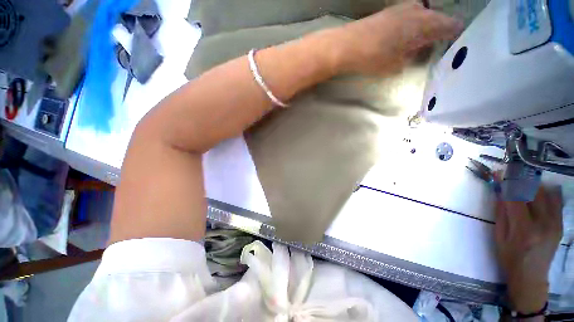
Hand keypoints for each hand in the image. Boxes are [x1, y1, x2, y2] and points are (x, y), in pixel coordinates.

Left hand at [329, 2, 462, 74]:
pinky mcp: (391, 10)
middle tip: (434, 47)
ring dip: (424, 29)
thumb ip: (413, 56)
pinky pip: (410, 16)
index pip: (452, 25)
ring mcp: (404, 7)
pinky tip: (404, 37)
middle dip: (439, 32)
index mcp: (427, 23)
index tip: (454, 46)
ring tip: (418, 44)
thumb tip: (419, 50)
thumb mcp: (398, 65)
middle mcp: (420, 9)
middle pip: (438, 19)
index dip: (455, 36)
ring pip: (423, 16)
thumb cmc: (375, 58)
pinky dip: (412, 26)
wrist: (348, 45)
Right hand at [495, 186, 562, 313]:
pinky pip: (556, 201)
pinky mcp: (560, 224)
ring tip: (522, 184)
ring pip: (546, 194)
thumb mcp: (499, 236)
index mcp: (524, 229)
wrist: (531, 276)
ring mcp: (555, 224)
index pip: (516, 198)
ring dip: (532, 185)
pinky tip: (538, 192)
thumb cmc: (510, 257)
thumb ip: (501, 212)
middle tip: (510, 176)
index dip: (507, 183)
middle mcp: (543, 224)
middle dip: (520, 181)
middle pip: (534, 193)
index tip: (499, 172)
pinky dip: (546, 193)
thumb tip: (500, 191)